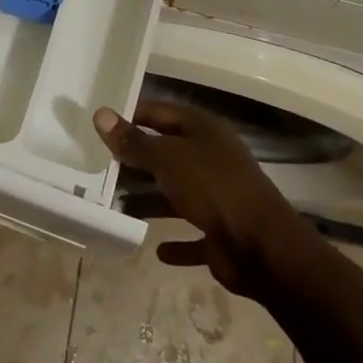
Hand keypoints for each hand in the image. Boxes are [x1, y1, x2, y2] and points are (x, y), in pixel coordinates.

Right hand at [93, 98, 313, 298]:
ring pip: (175, 194)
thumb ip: (133, 142)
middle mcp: (211, 157)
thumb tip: (100, 114)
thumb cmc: (213, 188)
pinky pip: (192, 234)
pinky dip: (176, 241)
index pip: (160, 113)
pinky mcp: (221, 232)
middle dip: (136, 163)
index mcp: (203, 130)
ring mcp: (218, 196)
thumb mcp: (167, 159)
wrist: (263, 247)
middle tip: (99, 170)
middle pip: (166, 154)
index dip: (132, 117)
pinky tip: (156, 249)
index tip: (101, 128)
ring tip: (116, 208)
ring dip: (149, 202)